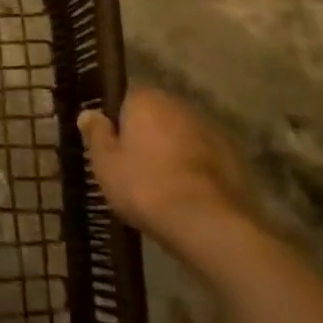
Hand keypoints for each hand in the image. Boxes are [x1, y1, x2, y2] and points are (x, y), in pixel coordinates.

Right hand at [79, 84, 258, 265]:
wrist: (207, 223)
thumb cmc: (145, 186)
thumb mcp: (106, 164)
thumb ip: (96, 134)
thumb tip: (88, 113)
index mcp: (145, 99)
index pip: (125, 101)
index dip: (118, 125)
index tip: (113, 150)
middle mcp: (178, 105)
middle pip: (156, 117)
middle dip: (147, 137)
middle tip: (135, 170)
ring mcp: (210, 130)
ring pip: (182, 137)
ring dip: (173, 153)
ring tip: (163, 188)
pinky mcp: (233, 158)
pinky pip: (204, 159)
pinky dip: (196, 172)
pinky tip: (188, 198)